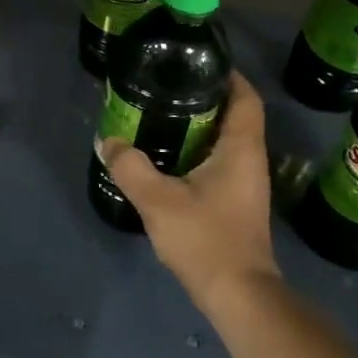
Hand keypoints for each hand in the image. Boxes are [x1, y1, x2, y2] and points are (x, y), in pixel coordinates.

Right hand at [101, 71, 283, 317]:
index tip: (198, 61)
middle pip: (233, 115)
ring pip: (225, 140)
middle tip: (166, 85)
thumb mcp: (159, 200)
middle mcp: (249, 160)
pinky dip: (197, 150)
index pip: (245, 97)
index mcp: (240, 149)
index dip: (228, 75)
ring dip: (199, 125)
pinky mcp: (236, 203)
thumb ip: (130, 167)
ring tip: (161, 114)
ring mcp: (245, 184)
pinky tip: (168, 157)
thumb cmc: (206, 240)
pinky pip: (218, 161)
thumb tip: (108, 141)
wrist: (237, 296)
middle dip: (204, 97)